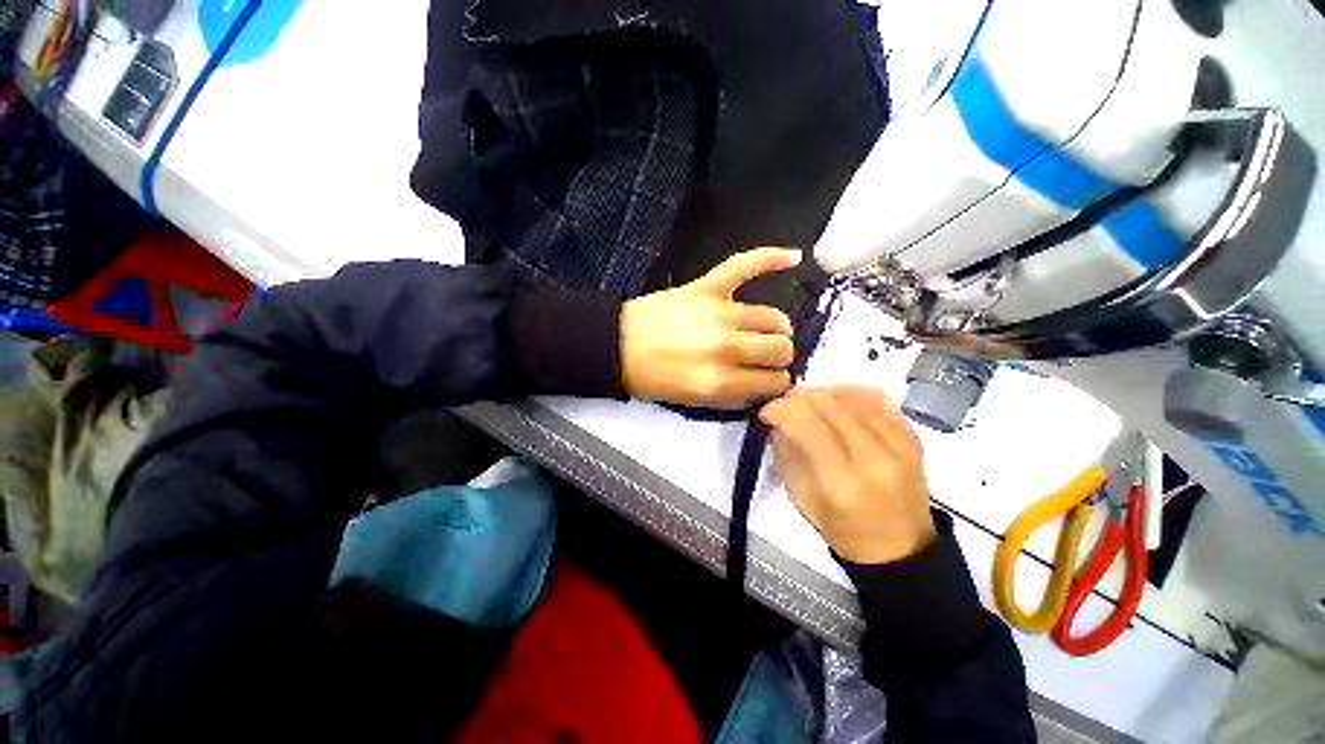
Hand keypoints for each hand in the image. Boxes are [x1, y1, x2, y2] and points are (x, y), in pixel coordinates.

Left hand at [621, 248, 800, 409]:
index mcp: (719, 381)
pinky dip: (770, 258)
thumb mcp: (694, 402)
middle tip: (766, 357)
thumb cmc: (654, 378)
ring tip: (770, 330)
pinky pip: (744, 265)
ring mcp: (718, 313)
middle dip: (779, 357)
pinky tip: (793, 257)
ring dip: (778, 328)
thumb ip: (733, 398)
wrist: (619, 345)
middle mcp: (725, 347)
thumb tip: (764, 388)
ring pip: (773, 318)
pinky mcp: (707, 287)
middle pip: (780, 348)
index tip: (771, 379)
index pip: (774, 381)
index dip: (777, 382)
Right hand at [760, 386, 936, 564]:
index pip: (806, 425)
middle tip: (784, 405)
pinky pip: (878, 399)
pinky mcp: (914, 439)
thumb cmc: (843, 530)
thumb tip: (779, 420)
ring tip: (808, 401)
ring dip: (822, 392)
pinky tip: (837, 400)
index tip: (766, 412)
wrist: (900, 549)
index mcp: (841, 483)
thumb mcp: (800, 499)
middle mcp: (874, 459)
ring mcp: (899, 446)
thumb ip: (787, 455)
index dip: (780, 409)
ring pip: (852, 396)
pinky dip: (850, 393)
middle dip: (797, 398)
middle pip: (828, 404)